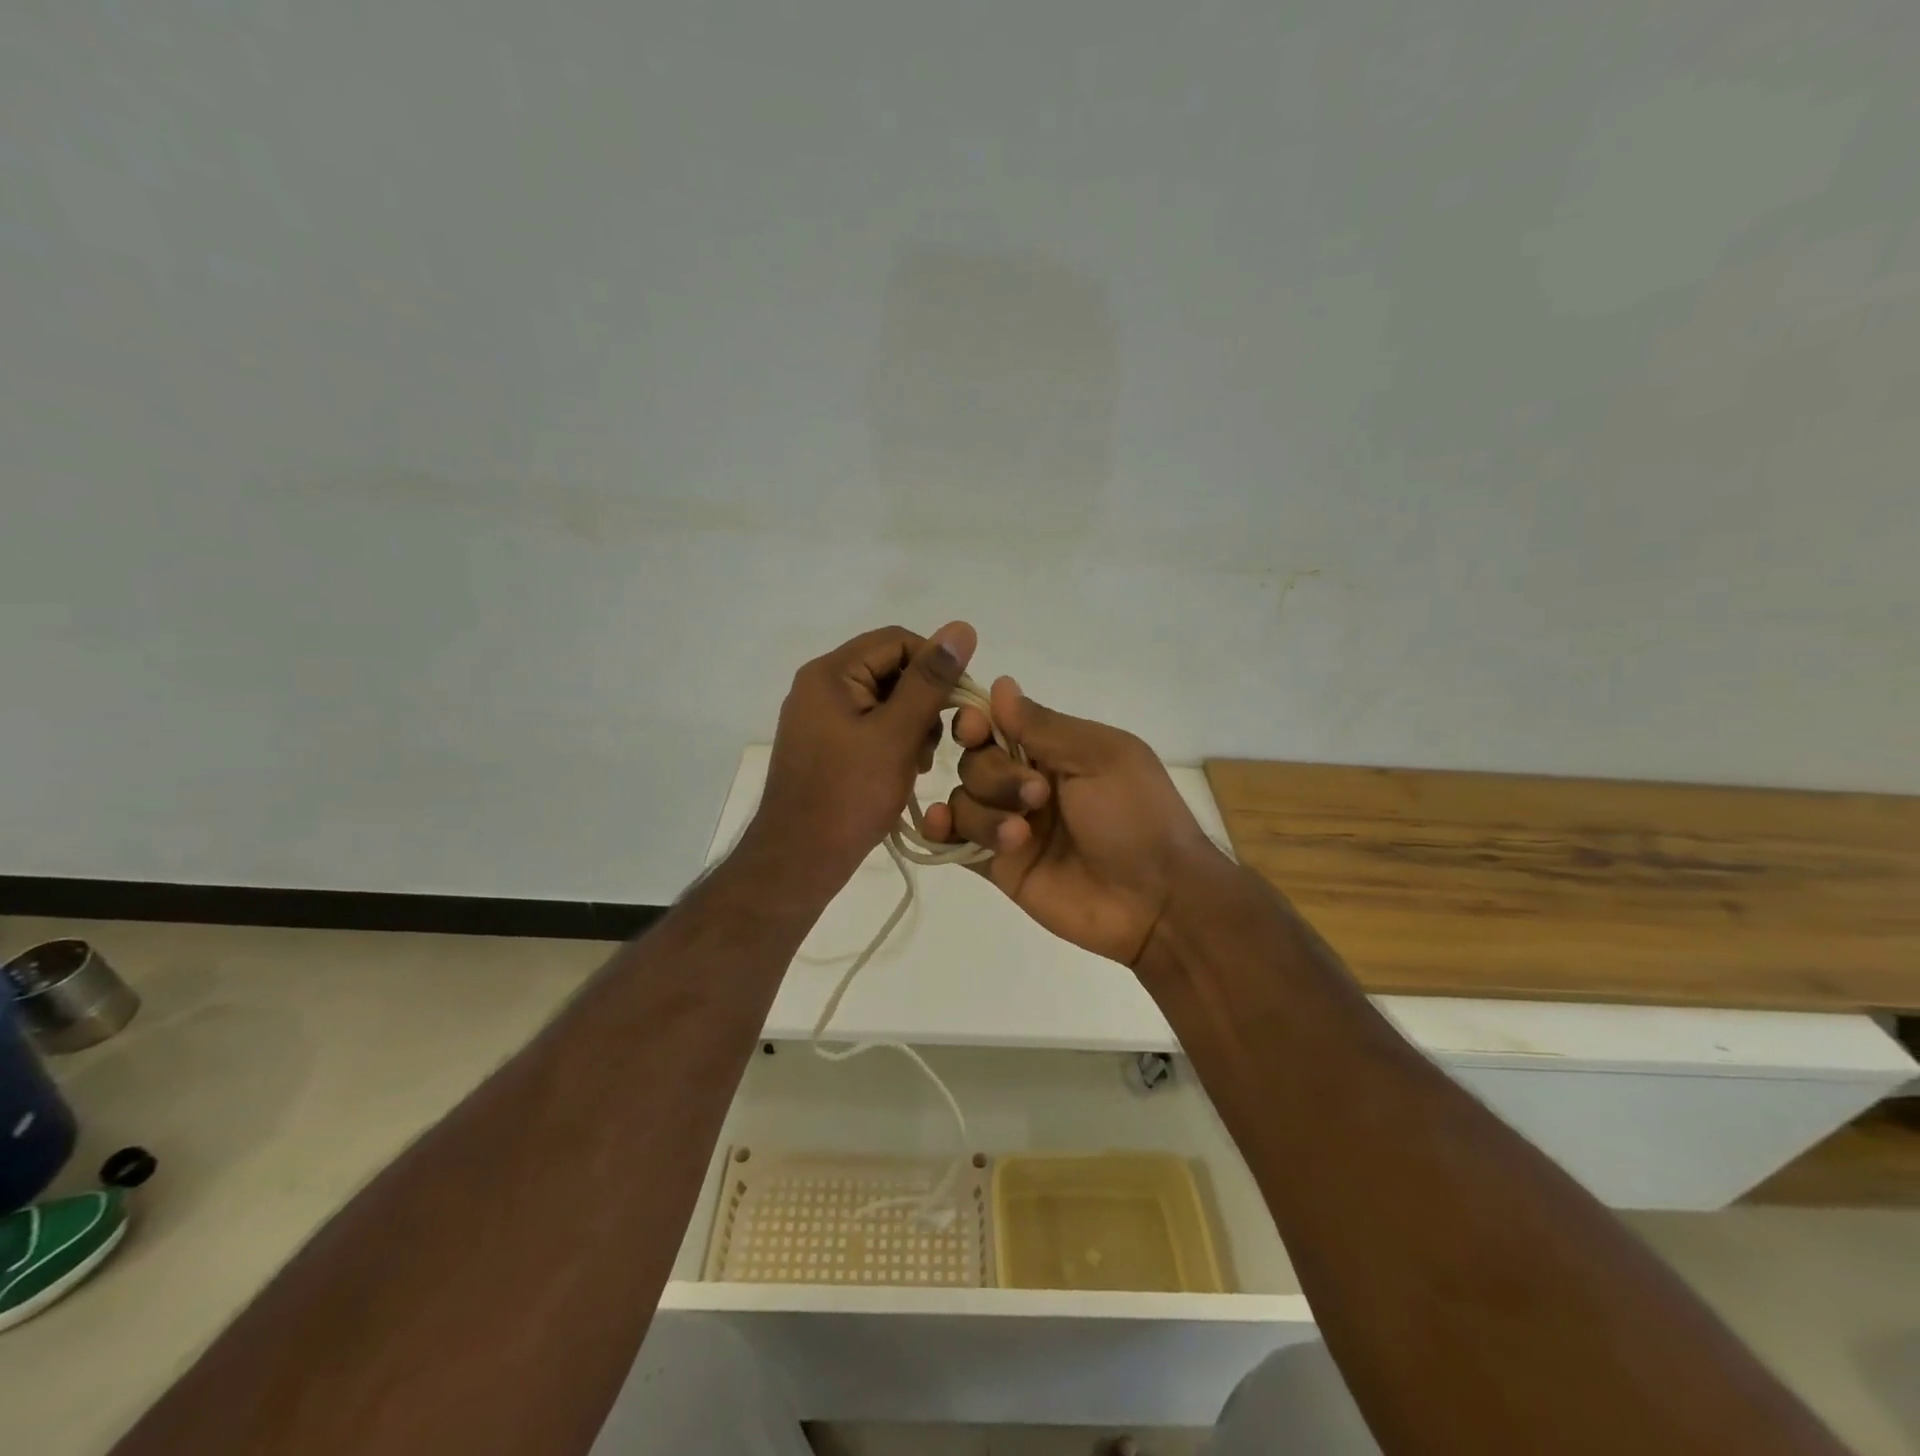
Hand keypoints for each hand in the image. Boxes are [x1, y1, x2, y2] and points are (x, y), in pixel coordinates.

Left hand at [747, 622, 976, 895]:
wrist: (800, 859)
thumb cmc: (850, 795)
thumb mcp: (897, 734)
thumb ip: (930, 680)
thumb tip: (962, 628)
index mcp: (831, 673)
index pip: (897, 641)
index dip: (936, 665)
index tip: (960, 704)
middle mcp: (820, 686)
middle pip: (889, 669)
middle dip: (923, 700)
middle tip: (936, 742)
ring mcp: (819, 717)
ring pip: (883, 700)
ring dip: (912, 724)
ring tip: (920, 761)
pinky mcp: (824, 745)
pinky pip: (869, 726)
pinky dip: (893, 741)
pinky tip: (904, 769)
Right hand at [921, 678, 1229, 966]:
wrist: (1155, 900)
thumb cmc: (1136, 816)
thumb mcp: (1100, 757)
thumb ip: (1044, 725)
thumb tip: (1000, 684)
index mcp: (1054, 751)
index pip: (997, 724)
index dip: (977, 723)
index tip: (975, 728)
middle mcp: (1026, 783)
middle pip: (975, 761)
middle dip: (995, 774)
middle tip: (1037, 796)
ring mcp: (1011, 825)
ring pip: (964, 800)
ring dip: (984, 812)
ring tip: (1020, 836)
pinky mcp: (999, 866)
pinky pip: (955, 842)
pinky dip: (941, 830)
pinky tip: (942, 826)